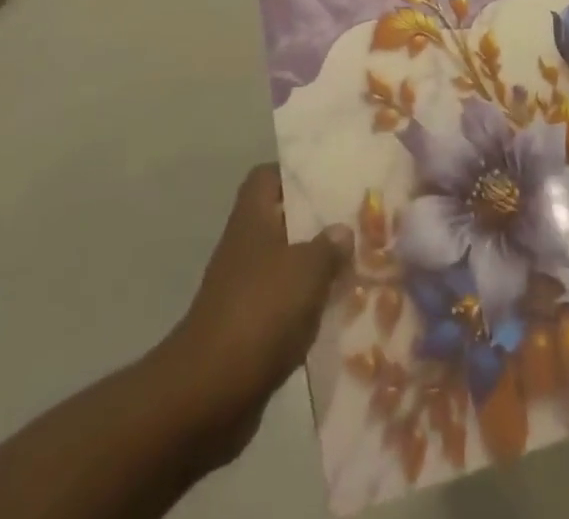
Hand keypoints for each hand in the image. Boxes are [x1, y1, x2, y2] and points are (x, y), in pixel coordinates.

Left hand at [158, 165, 351, 464]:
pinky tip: (340, 313)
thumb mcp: (306, 269)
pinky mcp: (250, 330)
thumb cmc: (259, 312)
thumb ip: (328, 246)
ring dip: (317, 270)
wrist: (209, 394)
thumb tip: (342, 231)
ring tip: (359, 267)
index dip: (296, 173)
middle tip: (358, 223)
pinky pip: (286, 307)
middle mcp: (246, 247)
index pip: (268, 177)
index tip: (330, 179)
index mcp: (252, 218)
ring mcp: (245, 289)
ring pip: (288, 266)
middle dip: (318, 224)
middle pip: (283, 221)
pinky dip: (308, 309)